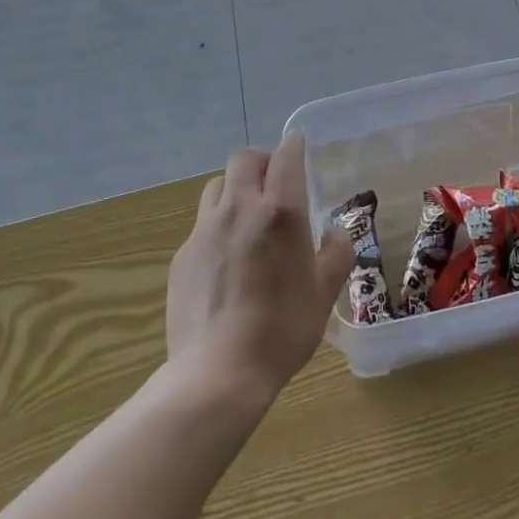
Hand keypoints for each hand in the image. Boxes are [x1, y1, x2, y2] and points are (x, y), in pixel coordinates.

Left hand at [166, 134, 352, 402]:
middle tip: (275, 183)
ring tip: (247, 216)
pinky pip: (202, 224)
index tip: (299, 146)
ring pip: (218, 186)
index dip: (294, 146)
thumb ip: (336, 254)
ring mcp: (204, 230)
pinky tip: (226, 259)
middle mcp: (239, 209)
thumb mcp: (323, 293)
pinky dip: (217, 226)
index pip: (286, 157)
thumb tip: (336, 232)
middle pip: (244, 159)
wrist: (218, 373)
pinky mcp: (182, 255)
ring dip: (235, 189)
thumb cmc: (282, 330)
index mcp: (280, 212)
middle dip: (262, 162)